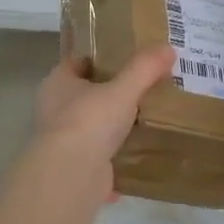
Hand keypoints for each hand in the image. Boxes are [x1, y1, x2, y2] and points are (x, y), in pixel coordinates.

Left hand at [31, 47, 175, 201]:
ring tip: (146, 119)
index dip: (101, 58)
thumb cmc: (90, 121)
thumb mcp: (123, 90)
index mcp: (57, 84)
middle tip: (144, 88)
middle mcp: (55, 110)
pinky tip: (139, 154)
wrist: (72, 175)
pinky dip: (116, 157)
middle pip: (86, 95)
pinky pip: (100, 157)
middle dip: (111, 93)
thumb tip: (168, 48)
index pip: (78, 62)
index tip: (128, 58)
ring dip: (113, 127)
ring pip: (93, 127)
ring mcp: (63, 141)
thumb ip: (145, 69)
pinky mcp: (75, 168)